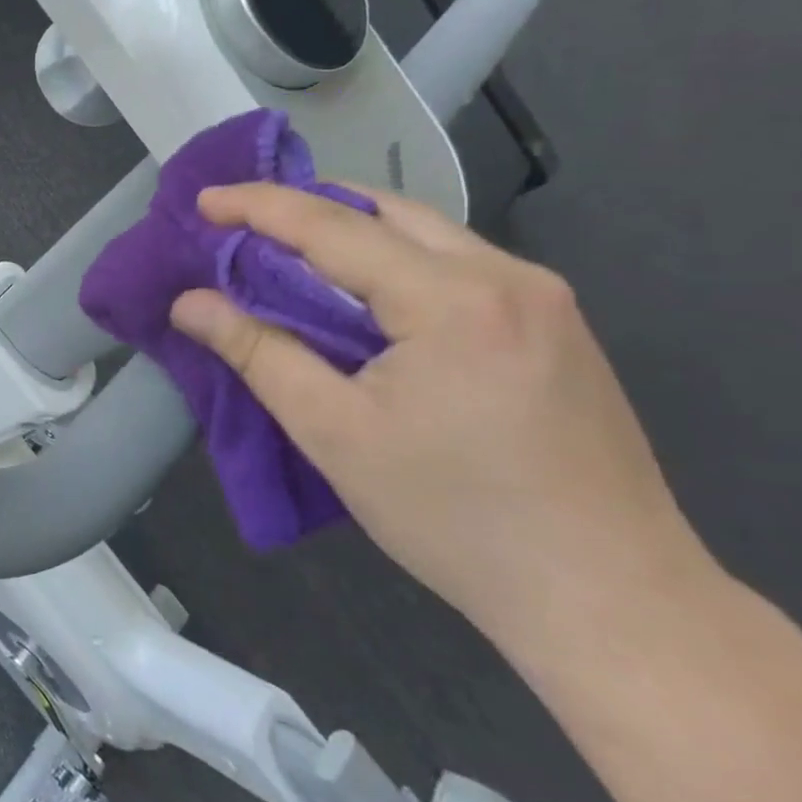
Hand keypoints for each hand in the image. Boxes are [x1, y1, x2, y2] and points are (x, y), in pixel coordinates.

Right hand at [169, 183, 714, 656]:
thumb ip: (258, 353)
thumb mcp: (334, 433)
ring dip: (351, 233)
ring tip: (290, 256)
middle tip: (243, 226)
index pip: (332, 226)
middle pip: (385, 211)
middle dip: (307, 206)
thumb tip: (189, 302)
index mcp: (452, 299)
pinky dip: (393, 262)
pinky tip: (365, 300)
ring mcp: (543, 298)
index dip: (258, 207)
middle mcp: (507, 276)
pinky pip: (456, 264)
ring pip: (425, 233)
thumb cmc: (456, 518)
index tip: (203, 200)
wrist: (612, 601)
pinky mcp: (556, 326)